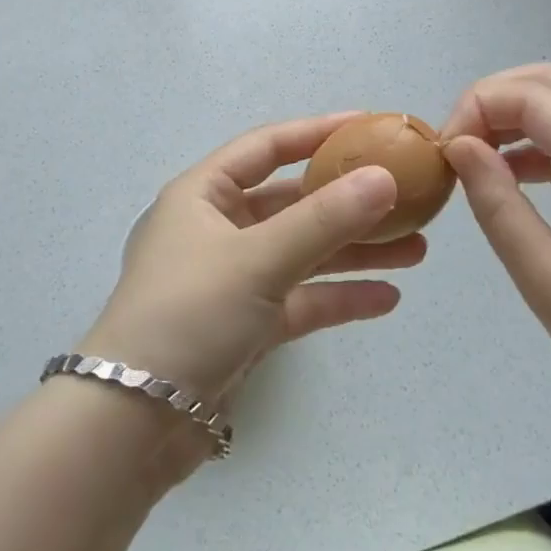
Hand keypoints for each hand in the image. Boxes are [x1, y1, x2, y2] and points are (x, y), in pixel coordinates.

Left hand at [80, 112, 425, 424]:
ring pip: (302, 252)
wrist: (133, 424)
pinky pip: (299, 299)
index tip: (369, 126)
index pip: (267, 147)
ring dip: (354, 251)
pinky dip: (337, 297)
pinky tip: (386, 299)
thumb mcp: (258, 258)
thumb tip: (385, 177)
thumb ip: (324, 219)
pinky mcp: (245, 326)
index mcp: (204, 194)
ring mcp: (232, 278)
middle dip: (348, 202)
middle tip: (406, 200)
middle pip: (292, 202)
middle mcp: (217, 228)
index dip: (317, 132)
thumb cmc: (189, 313)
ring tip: (416, 251)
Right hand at [440, 65, 550, 461]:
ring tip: (476, 160)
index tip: (445, 153)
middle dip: (492, 99)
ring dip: (514, 116)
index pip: (529, 95)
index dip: (476, 107)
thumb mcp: (549, 285)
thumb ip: (498, 207)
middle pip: (549, 82)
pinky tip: (514, 177)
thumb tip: (459, 145)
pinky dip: (539, 139)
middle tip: (458, 146)